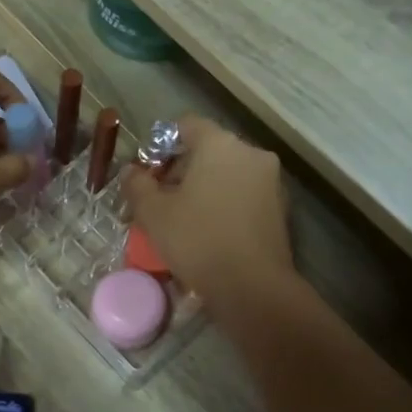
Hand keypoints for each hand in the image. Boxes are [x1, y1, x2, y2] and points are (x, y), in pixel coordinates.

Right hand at [122, 116, 292, 311]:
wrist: (252, 286)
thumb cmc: (197, 239)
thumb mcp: (153, 213)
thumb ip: (137, 185)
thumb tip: (131, 171)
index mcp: (219, 144)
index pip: (186, 125)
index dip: (161, 145)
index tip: (148, 173)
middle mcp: (250, 153)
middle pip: (208, 149)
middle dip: (181, 170)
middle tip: (160, 200)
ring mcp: (270, 180)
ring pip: (227, 173)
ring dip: (203, 188)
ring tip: (183, 219)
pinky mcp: (280, 207)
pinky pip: (243, 194)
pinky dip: (224, 203)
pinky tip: (209, 232)